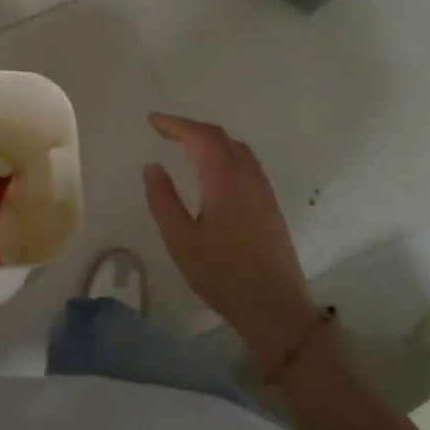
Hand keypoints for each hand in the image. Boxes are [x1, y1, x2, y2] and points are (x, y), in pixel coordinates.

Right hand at [142, 113, 319, 370]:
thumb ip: (163, 199)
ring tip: (187, 144)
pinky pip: (247, 163)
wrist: (276, 309)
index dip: (175, 124)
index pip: (200, 137)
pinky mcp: (270, 206)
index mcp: (224, 180)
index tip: (152, 121)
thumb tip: (153, 166)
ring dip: (211, 139)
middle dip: (192, 128)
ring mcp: (263, 191)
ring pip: (238, 149)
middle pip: (221, 137)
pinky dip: (225, 153)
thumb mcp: (181, 239)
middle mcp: (248, 177)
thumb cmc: (222, 275)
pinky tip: (215, 170)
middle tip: (165, 129)